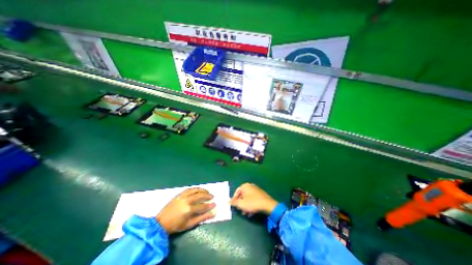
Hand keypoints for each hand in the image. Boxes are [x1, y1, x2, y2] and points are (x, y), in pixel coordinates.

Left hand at [156, 188, 214, 233]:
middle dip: (207, 195)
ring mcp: (182, 196)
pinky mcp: (179, 194)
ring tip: (207, 191)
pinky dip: (195, 188)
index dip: (209, 205)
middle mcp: (186, 200)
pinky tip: (198, 190)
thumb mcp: (190, 224)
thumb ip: (202, 218)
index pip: (202, 206)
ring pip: (195, 190)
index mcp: (189, 209)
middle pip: (200, 195)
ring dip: (202, 190)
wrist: (161, 223)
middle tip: (212, 196)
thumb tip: (212, 213)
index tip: (214, 204)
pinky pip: (189, 189)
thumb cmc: (176, 226)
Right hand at [229, 183, 277, 215]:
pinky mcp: (260, 194)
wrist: (268, 205)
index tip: (234, 207)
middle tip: (240, 211)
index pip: (236, 192)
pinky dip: (251, 205)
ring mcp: (256, 190)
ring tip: (246, 214)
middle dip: (241, 204)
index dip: (234, 200)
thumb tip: (228, 202)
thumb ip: (234, 202)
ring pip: (248, 198)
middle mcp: (250, 186)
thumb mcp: (241, 204)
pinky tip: (251, 213)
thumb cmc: (252, 203)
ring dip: (245, 206)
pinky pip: (253, 199)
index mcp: (245, 186)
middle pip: (242, 195)